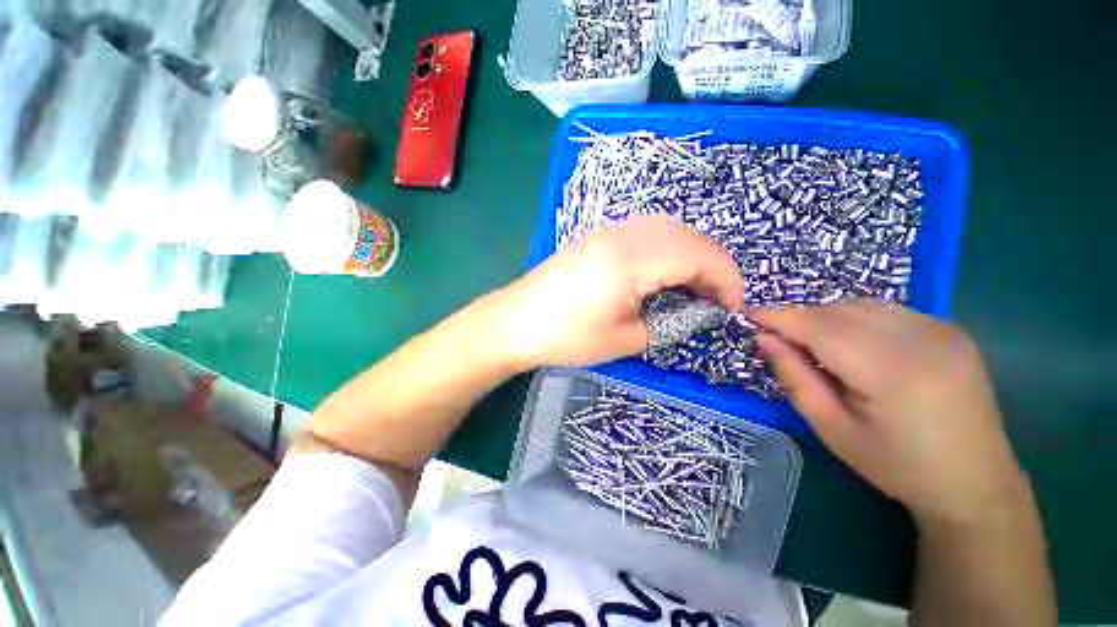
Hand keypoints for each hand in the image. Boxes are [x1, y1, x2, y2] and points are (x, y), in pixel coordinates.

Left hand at [492, 215, 742, 368]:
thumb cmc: (567, 336)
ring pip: (667, 229)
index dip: (726, 277)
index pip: (697, 254)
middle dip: (712, 264)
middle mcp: (622, 235)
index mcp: (631, 261)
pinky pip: (646, 232)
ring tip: (693, 287)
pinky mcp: (597, 236)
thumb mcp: (625, 340)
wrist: (516, 321)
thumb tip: (696, 312)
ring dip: (690, 254)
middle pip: (686, 235)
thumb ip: (669, 323)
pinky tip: (663, 273)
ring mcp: (607, 231)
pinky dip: (666, 249)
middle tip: (716, 298)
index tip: (733, 305)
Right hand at [749, 301, 1030, 525]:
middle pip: (839, 310)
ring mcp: (942, 330)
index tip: (747, 312)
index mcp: (893, 373)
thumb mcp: (832, 429)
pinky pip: (887, 310)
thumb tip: (765, 338)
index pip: (820, 327)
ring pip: (862, 305)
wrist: (976, 482)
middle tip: (777, 337)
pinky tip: (852, 344)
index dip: (778, 316)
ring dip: (826, 317)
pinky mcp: (950, 329)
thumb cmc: (896, 465)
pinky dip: (855, 318)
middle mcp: (922, 339)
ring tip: (812, 344)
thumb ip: (795, 378)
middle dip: (800, 317)